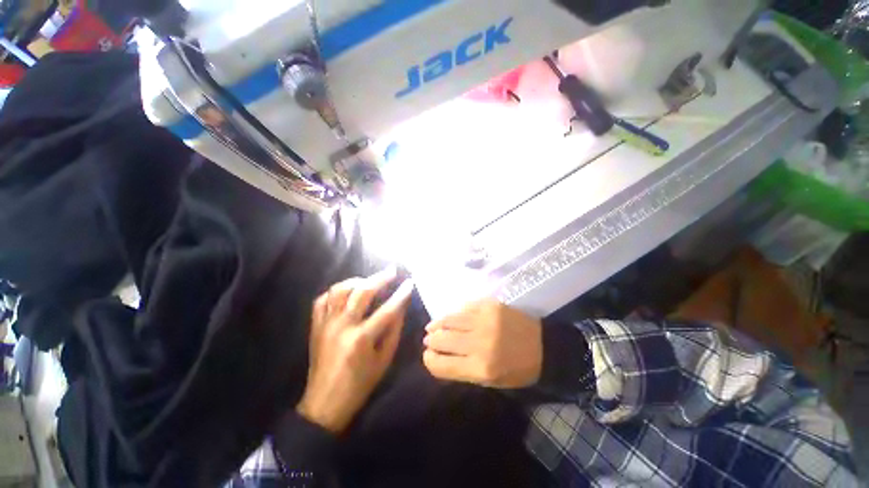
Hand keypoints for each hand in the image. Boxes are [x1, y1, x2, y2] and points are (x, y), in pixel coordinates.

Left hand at [297, 269, 413, 433]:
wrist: (325, 403)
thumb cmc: (360, 384)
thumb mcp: (384, 359)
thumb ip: (394, 330)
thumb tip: (401, 306)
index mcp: (361, 339)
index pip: (387, 309)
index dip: (401, 294)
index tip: (409, 283)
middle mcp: (342, 326)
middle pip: (362, 292)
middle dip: (380, 278)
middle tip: (392, 271)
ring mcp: (326, 324)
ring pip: (339, 290)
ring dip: (357, 281)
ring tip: (369, 281)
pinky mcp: (315, 326)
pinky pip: (322, 300)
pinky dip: (335, 292)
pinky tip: (347, 292)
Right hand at [422, 299, 542, 388]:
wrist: (543, 346)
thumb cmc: (517, 369)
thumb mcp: (490, 380)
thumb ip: (462, 369)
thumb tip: (439, 355)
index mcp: (480, 368)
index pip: (441, 364)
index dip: (429, 360)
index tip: (428, 356)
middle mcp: (479, 343)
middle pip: (441, 340)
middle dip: (431, 341)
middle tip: (429, 340)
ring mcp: (484, 320)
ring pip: (449, 320)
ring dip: (437, 324)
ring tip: (432, 327)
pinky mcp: (490, 305)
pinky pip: (463, 307)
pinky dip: (453, 313)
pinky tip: (450, 317)